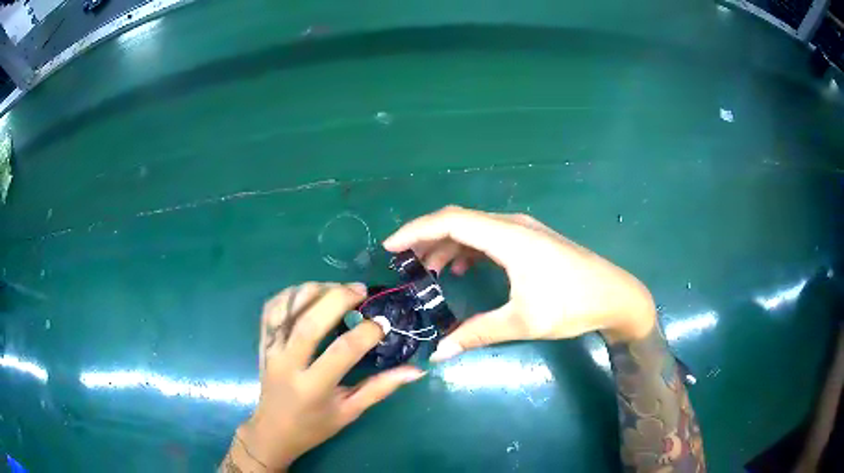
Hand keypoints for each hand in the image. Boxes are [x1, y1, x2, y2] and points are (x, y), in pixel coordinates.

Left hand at [225, 283, 424, 470]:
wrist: (273, 431)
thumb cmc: (315, 426)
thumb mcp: (350, 412)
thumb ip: (381, 388)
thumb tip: (416, 370)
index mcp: (313, 387)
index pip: (342, 352)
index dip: (366, 333)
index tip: (384, 323)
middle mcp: (288, 365)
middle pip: (310, 323)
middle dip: (337, 299)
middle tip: (360, 290)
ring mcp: (271, 351)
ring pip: (287, 310)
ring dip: (314, 291)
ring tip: (338, 288)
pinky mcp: (263, 343)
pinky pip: (271, 309)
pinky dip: (289, 294)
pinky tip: (310, 292)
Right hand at [383, 206, 656, 361]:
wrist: (615, 296)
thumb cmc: (572, 305)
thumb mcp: (523, 321)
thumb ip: (477, 333)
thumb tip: (439, 353)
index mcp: (509, 237)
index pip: (451, 222)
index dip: (416, 230)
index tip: (390, 247)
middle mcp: (513, 225)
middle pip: (459, 221)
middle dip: (426, 239)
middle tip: (404, 264)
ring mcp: (524, 231)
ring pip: (474, 229)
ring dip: (447, 246)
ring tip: (427, 271)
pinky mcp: (531, 241)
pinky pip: (489, 238)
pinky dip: (468, 251)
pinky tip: (461, 270)